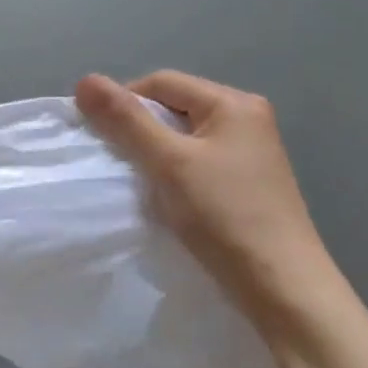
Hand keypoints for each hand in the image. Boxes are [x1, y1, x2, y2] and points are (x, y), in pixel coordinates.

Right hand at [75, 70, 349, 345]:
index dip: (124, 103)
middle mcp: (247, 119)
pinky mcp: (248, 183)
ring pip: (184, 137)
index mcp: (234, 103)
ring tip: (140, 182)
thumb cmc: (224, 215)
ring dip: (155, 153)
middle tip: (117, 161)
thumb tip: (85, 80)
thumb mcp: (168, 163)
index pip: (161, 82)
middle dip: (139, 129)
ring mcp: (251, 152)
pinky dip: (174, 172)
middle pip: (174, 107)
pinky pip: (198, 162)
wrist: (282, 287)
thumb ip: (126, 120)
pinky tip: (167, 198)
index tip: (100, 138)